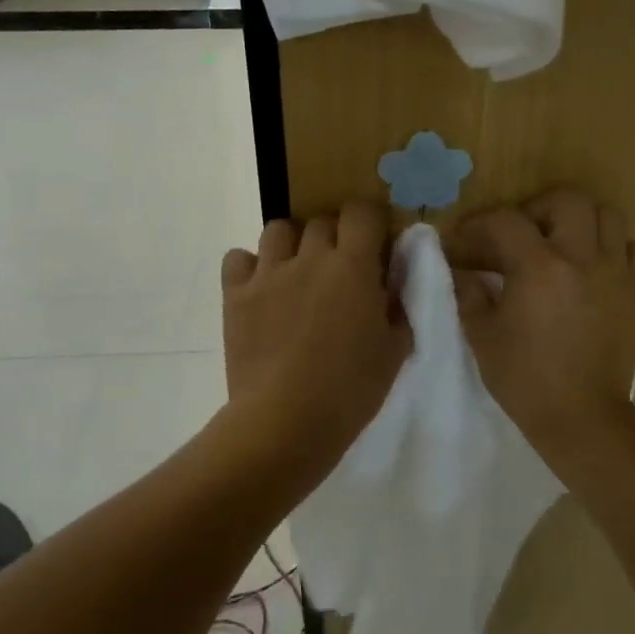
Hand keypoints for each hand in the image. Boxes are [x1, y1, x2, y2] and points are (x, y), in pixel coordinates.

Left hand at [221, 202, 410, 466]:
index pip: (361, 212)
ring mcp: (269, 273)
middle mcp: (310, 257)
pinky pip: (237, 258)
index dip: (368, 221)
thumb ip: (398, 303)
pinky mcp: (236, 294)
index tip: (373, 242)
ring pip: (278, 230)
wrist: (286, 421)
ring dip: (291, 244)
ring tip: (296, 273)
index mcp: (353, 266)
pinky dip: (249, 267)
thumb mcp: (394, 349)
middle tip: (338, 269)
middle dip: (333, 237)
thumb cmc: (350, 390)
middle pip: (321, 221)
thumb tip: (395, 276)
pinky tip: (260, 289)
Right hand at [453, 189, 634, 470]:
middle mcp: (581, 258)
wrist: (583, 417)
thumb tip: (460, 270)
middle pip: (567, 199)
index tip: (465, 240)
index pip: (505, 221)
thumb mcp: (483, 336)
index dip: (479, 224)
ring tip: (562, 244)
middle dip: (538, 208)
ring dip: (580, 220)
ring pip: (607, 215)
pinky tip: (597, 267)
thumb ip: (469, 293)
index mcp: (538, 267)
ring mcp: (615, 272)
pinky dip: (617, 249)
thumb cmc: (525, 379)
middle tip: (522, 234)